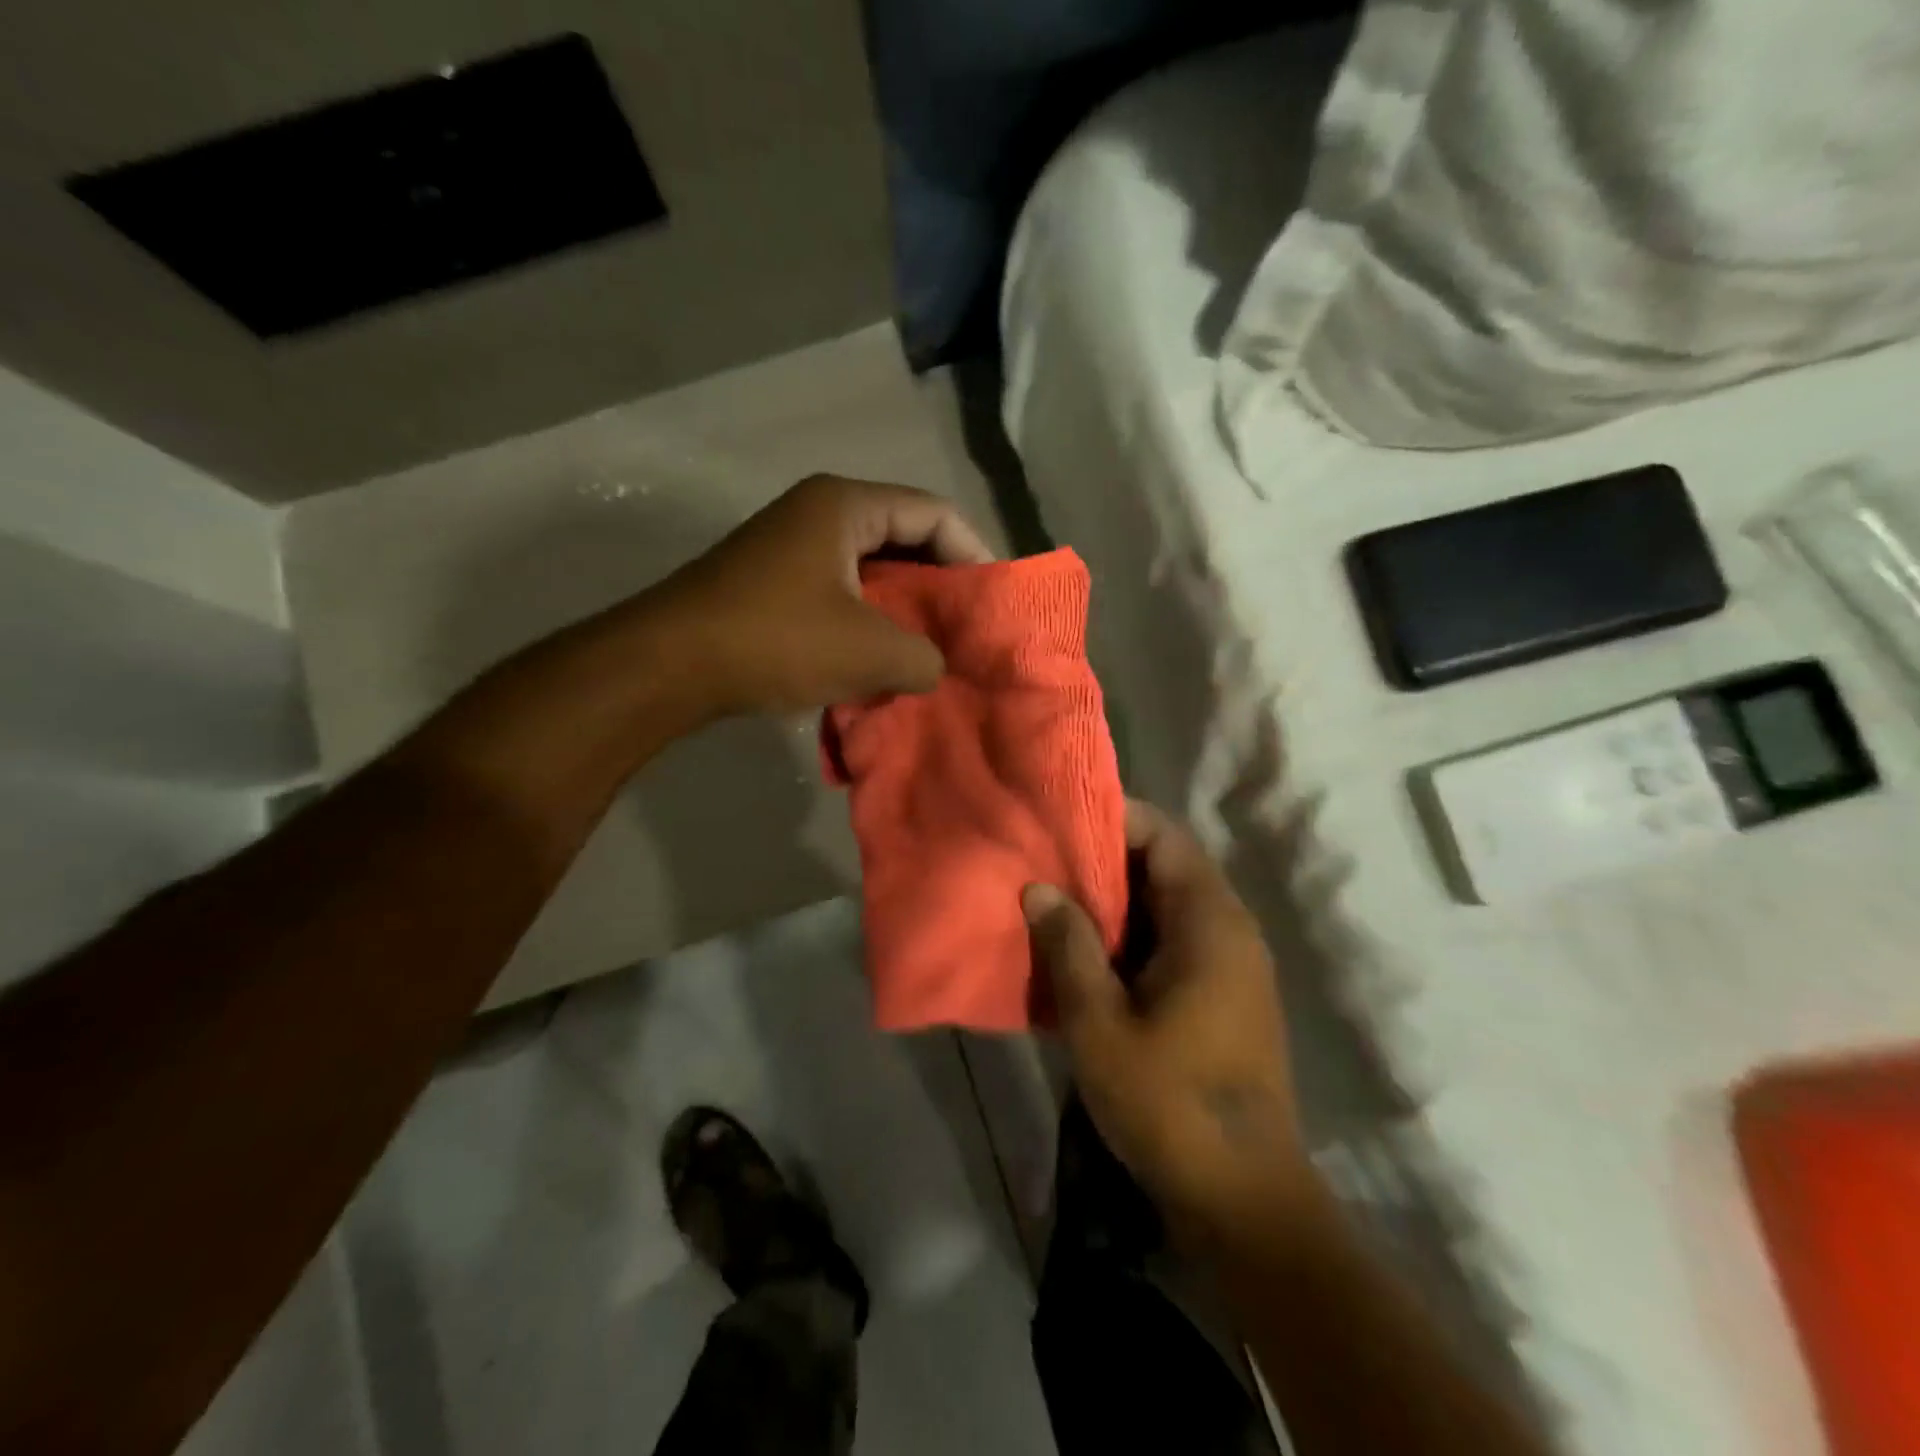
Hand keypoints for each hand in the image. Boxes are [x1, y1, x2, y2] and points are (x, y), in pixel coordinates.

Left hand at [655, 474, 993, 717]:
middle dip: (939, 585)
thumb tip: (935, 666)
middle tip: (968, 629)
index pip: (934, 512)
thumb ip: (924, 656)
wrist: (669, 665)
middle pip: (903, 538)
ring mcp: (791, 549)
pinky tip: (883, 662)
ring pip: (871, 572)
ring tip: (932, 651)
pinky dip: (869, 624)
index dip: (973, 553)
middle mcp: (818, 514)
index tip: (992, 601)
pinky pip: (841, 595)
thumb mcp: (871, 651)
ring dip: (904, 610)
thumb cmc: (777, 639)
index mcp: (846, 505)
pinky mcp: (773, 585)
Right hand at [1024, 801, 1318, 1243]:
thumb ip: (1068, 947)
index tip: (1062, 821)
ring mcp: (1231, 965)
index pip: (1165, 837)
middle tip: (1046, 860)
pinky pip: (1174, 940)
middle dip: (1105, 860)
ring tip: (1056, 900)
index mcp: (1209, 923)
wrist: (1242, 1198)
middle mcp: (1229, 930)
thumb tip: (1039, 888)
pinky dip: (1132, 936)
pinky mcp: (1224, 996)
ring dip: (1116, 901)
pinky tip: (1086, 954)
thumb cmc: (1169, 1102)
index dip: (1115, 819)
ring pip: (1167, 906)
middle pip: (1166, 867)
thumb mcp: (1100, 1023)